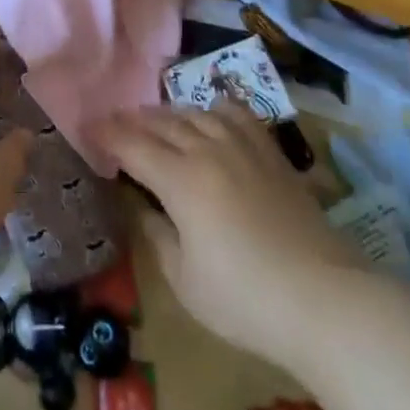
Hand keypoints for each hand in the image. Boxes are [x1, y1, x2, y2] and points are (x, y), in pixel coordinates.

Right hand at [98, 103, 366, 361]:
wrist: (323, 299)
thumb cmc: (244, 300)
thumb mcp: (184, 280)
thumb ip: (157, 237)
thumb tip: (144, 210)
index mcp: (180, 180)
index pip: (132, 145)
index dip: (106, 134)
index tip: (87, 128)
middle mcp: (207, 150)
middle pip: (161, 123)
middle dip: (132, 121)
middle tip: (114, 124)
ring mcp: (242, 146)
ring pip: (195, 113)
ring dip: (168, 114)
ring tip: (156, 121)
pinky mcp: (270, 153)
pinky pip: (235, 114)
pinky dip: (214, 109)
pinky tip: (209, 115)